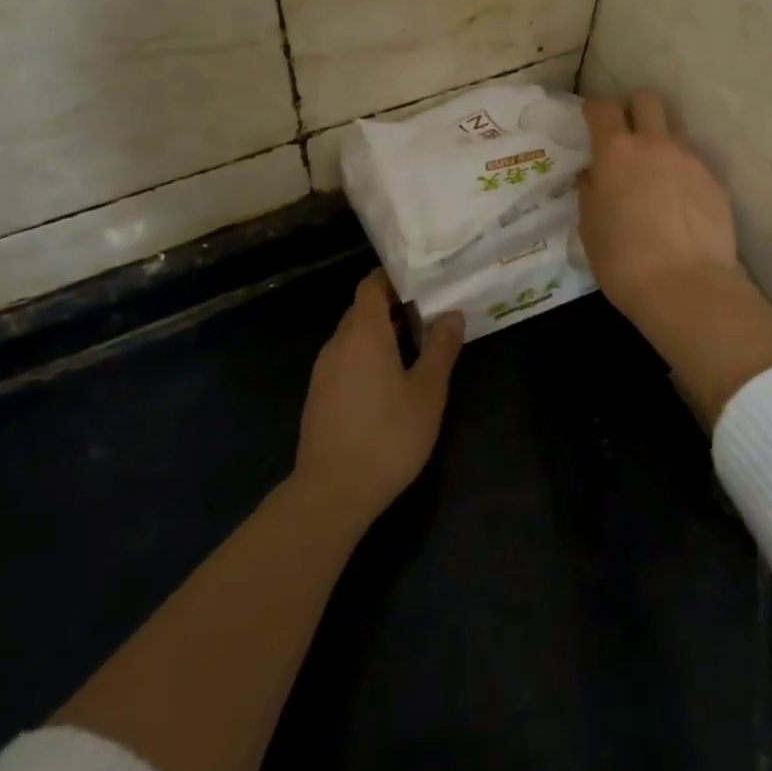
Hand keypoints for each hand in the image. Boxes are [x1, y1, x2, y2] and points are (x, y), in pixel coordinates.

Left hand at [295, 270, 462, 529]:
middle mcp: (338, 342)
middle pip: (363, 309)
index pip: (372, 284)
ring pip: (354, 337)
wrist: (332, 493)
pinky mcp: (319, 396)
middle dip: (394, 306)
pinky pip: (346, 360)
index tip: (424, 280)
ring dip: (382, 334)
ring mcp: (324, 370)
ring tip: (417, 344)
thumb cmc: (388, 435)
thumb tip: (451, 314)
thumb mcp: (427, 391)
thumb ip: (440, 348)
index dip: (396, 278)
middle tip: (430, 311)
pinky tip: (391, 380)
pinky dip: (368, 357)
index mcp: (363, 331)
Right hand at [579, 91, 771, 423]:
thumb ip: (590, 192)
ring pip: (675, 130)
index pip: (603, 108)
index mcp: (616, 151)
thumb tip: (593, 174)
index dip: (595, 110)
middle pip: (647, 100)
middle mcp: (655, 144)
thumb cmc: (623, 259)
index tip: (591, 121)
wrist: (687, 287)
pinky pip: (695, 163)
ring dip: (662, 141)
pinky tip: (680, 203)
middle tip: (627, 136)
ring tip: (656, 173)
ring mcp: (691, 160)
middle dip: (634, 109)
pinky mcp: (716, 182)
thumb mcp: (589, 227)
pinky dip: (684, 173)